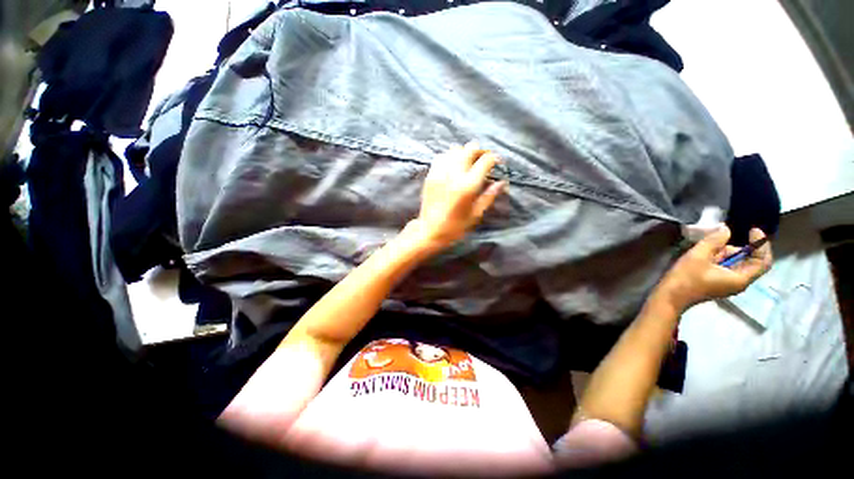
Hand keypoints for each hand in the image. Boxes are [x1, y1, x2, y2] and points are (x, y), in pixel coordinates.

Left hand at [406, 142, 506, 253]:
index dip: (494, 158)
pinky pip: (442, 156)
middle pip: (470, 149)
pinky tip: (453, 165)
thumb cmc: (455, 227)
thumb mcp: (476, 214)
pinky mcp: (431, 175)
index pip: (485, 160)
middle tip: (484, 160)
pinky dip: (450, 156)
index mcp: (468, 186)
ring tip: (469, 162)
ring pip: (455, 149)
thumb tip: (501, 182)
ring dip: (465, 152)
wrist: (429, 231)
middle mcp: (454, 175)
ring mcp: (440, 173)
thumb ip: (489, 196)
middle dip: (481, 152)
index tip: (497, 163)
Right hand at [654, 226, 771, 310]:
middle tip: (717, 242)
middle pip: (749, 260)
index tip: (752, 230)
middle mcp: (739, 282)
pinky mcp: (718, 283)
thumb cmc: (686, 278)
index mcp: (740, 278)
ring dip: (725, 253)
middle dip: (736, 248)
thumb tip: (725, 229)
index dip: (761, 244)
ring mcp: (728, 283)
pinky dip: (719, 259)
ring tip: (705, 250)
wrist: (669, 296)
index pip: (763, 261)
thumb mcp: (699, 256)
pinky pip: (727, 267)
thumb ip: (714, 241)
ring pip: (736, 263)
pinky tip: (704, 256)